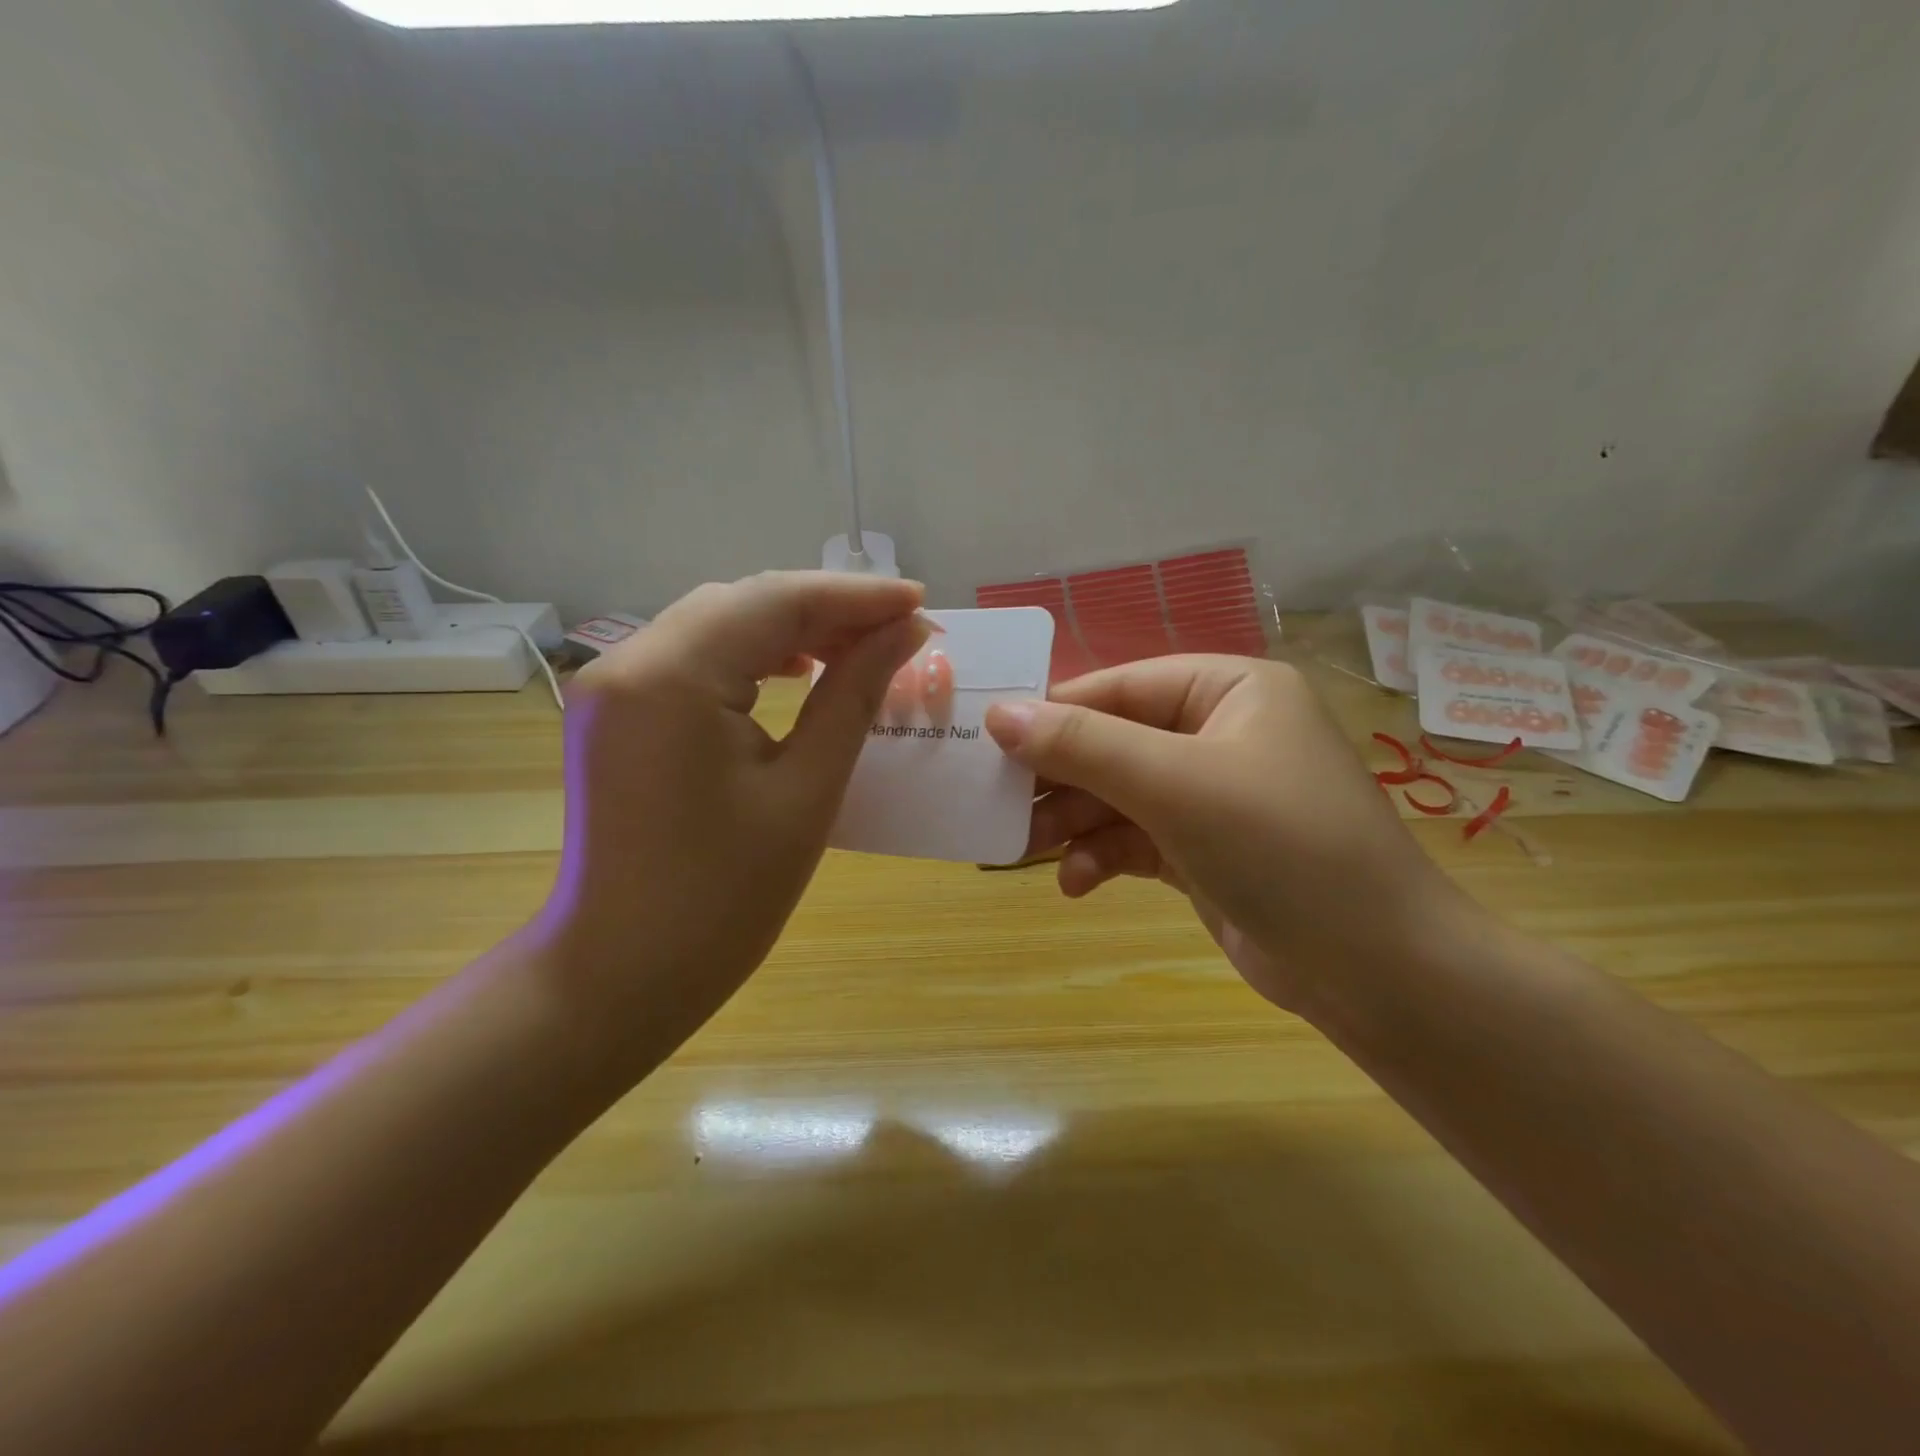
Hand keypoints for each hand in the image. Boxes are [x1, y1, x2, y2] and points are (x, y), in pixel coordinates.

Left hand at [537, 572, 926, 1051]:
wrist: (621, 974)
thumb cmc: (723, 899)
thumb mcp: (807, 791)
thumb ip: (855, 696)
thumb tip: (906, 633)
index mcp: (671, 677)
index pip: (775, 601)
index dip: (855, 597)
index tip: (921, 602)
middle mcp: (628, 661)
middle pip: (742, 603)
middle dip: (825, 610)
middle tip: (898, 631)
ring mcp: (611, 685)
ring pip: (716, 623)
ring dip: (788, 629)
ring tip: (857, 649)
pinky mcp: (614, 711)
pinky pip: (692, 658)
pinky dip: (749, 655)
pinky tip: (794, 672)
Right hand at [985, 656, 1482, 1018]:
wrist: (1377, 971)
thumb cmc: (1281, 847)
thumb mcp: (1175, 785)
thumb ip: (1084, 745)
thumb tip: (999, 714)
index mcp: (1230, 691)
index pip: (1121, 686)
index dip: (1053, 711)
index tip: (987, 738)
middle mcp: (1221, 734)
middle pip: (1114, 743)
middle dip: (1059, 779)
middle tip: (998, 804)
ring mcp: (1213, 796)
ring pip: (1118, 795)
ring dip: (1074, 823)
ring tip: (1024, 850)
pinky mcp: (1204, 851)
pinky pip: (1135, 839)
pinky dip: (1103, 857)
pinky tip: (1078, 885)